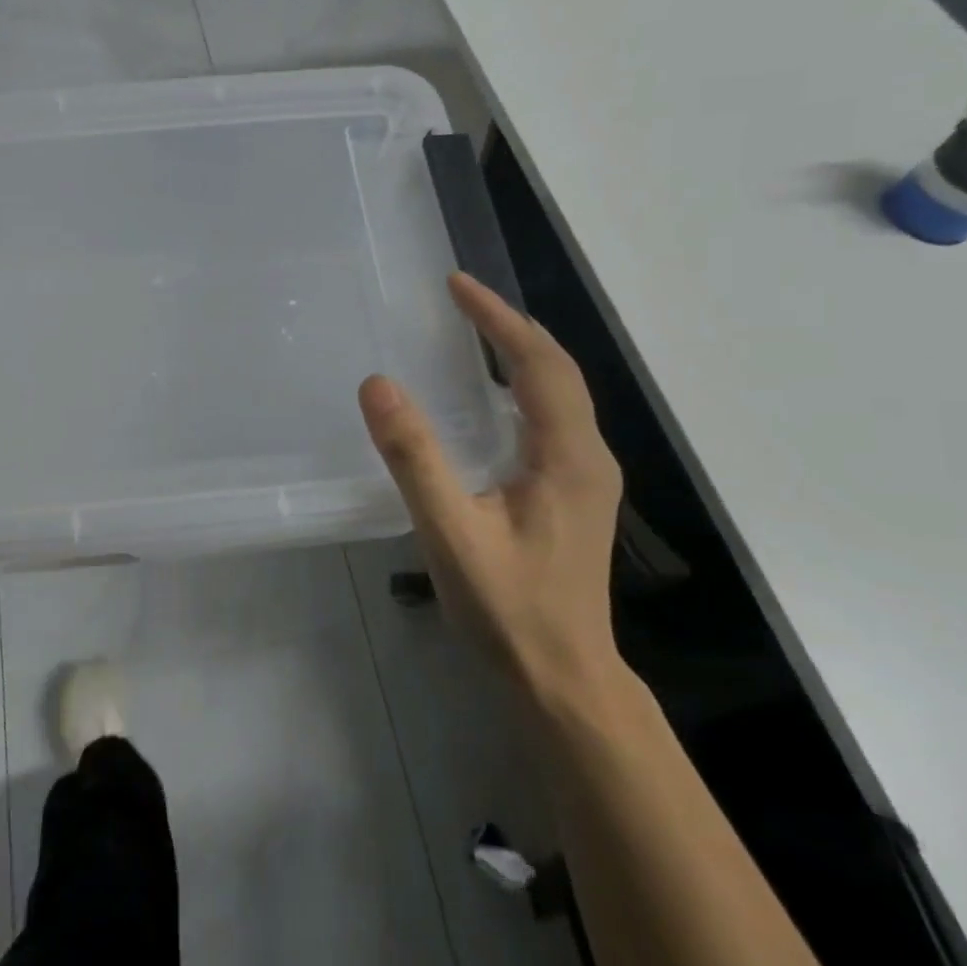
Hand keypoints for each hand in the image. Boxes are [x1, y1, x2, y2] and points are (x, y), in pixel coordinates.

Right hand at [359, 273, 624, 706]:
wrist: (564, 680)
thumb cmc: (510, 609)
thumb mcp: (451, 532)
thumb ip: (415, 458)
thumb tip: (378, 385)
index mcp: (568, 456)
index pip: (538, 363)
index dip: (498, 318)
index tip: (457, 285)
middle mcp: (588, 456)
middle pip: (556, 370)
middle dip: (509, 326)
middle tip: (460, 300)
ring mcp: (586, 477)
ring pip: (557, 394)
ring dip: (518, 354)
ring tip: (472, 332)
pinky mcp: (573, 495)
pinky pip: (549, 420)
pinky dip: (519, 388)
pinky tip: (485, 401)